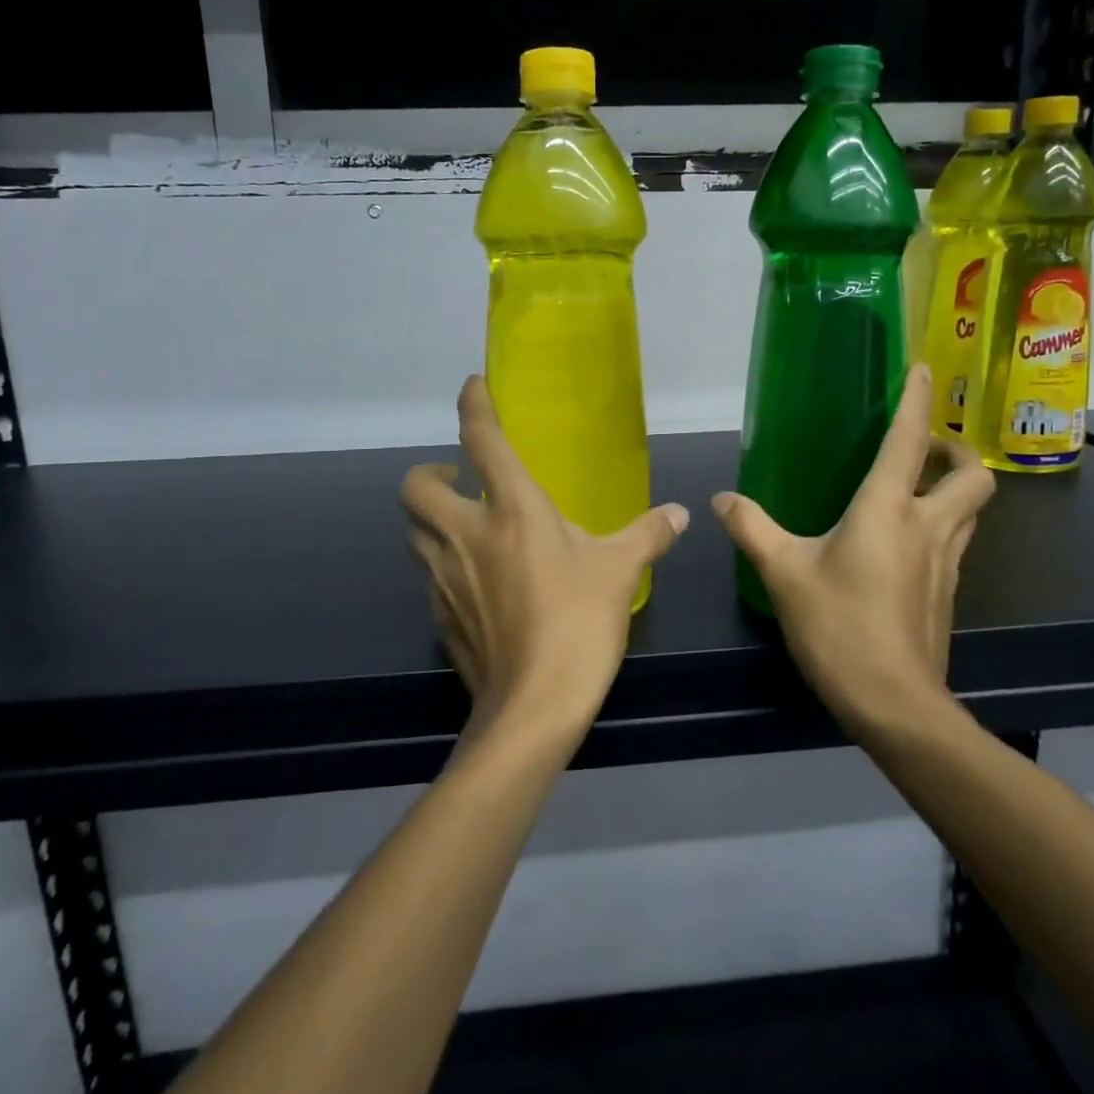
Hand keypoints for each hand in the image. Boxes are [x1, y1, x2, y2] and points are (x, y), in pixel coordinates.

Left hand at [400, 376, 689, 740]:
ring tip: (466, 525)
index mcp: (512, 510)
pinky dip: (441, 562)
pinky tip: (473, 579)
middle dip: (429, 471)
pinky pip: (428, 573)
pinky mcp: (439, 614)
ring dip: (430, 518)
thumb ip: (649, 534)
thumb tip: (680, 514)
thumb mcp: (621, 571)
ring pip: (413, 531)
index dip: (473, 405)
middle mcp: (466, 534)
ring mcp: (444, 576)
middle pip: (416, 485)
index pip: (482, 440)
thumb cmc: (579, 623)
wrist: (533, 707)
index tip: (472, 385)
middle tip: (460, 478)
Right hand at [712, 363, 994, 735]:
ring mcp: (946, 563)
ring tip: (916, 487)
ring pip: (972, 510)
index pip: (910, 440)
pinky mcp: (947, 594)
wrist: (894, 704)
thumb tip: (721, 500)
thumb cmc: (839, 628)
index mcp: (889, 510)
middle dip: (956, 450)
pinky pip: (956, 542)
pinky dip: (942, 525)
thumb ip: (752, 529)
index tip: (922, 369)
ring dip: (954, 487)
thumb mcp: (784, 574)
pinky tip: (905, 544)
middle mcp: (928, 527)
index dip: (918, 400)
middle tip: (924, 447)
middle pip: (972, 475)